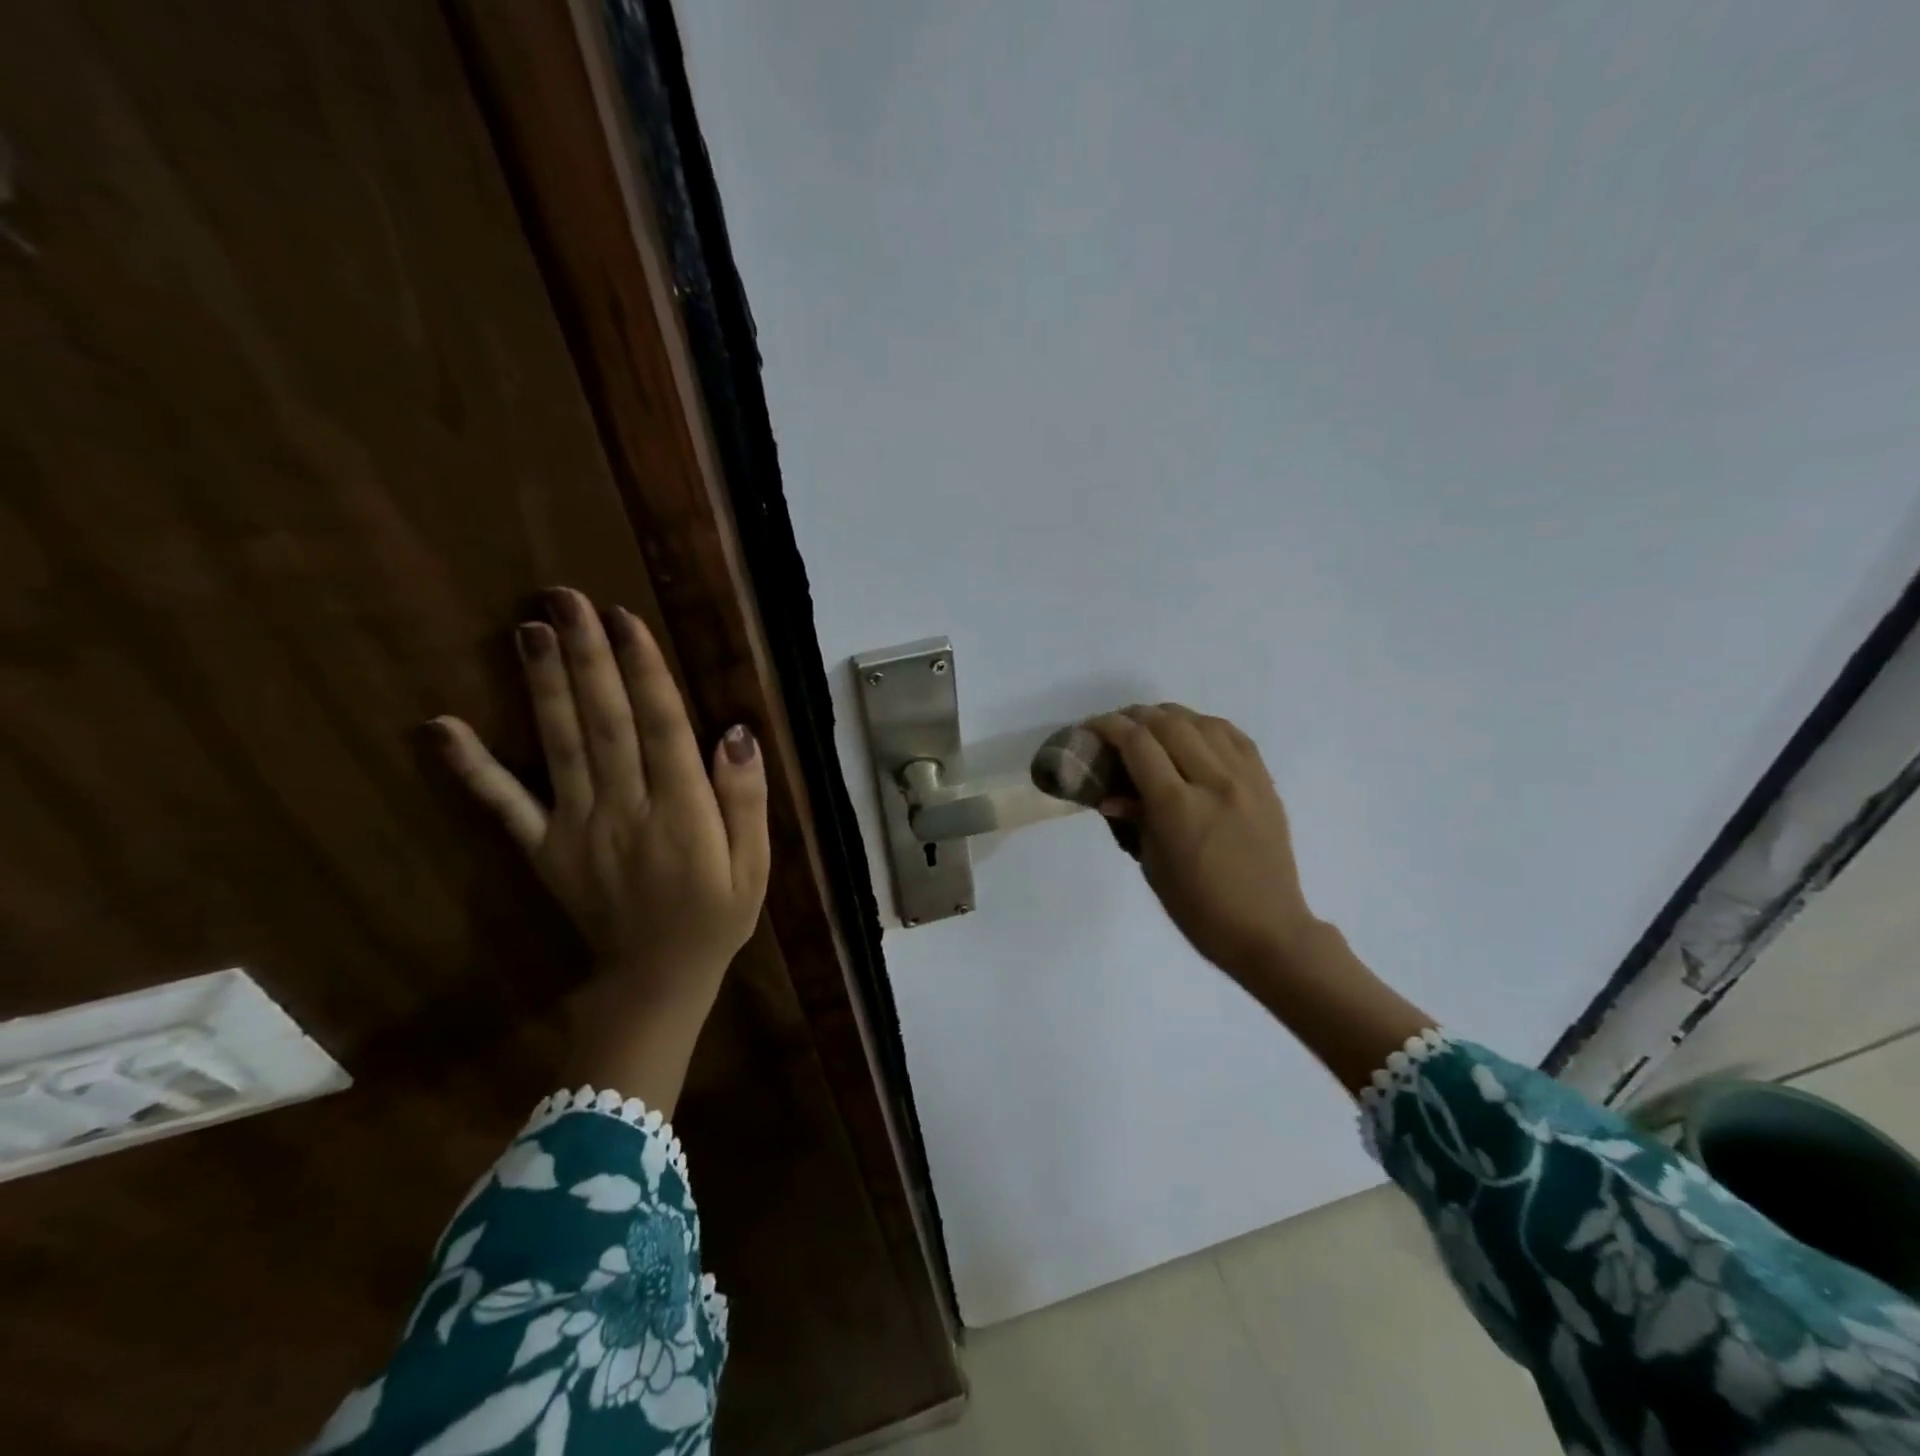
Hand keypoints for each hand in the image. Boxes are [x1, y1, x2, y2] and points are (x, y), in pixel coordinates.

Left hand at [428, 587, 769, 1111]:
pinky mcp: (544, 849)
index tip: (625, 618)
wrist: (656, 981)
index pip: (662, 728)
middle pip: (605, 723)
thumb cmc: (716, 917)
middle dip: (587, 658)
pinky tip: (442, 728)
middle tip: (565, 599)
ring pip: (560, 747)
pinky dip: (472, 768)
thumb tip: (736, 733)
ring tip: (528, 631)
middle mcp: (625, 811)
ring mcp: (577, 830)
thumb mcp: (755, 865)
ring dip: (542, 687)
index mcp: (682, 814)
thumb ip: (747, 800)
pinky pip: (505, 806)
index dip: (644, 671)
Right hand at [1087, 703, 1433, 1093]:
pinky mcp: (1265, 782)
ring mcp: (1244, 779)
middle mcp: (1212, 782)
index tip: (1091, 728)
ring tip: (1152, 728)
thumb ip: (1134, 818)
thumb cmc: (1199, 908)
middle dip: (1134, 717)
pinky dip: (1206, 727)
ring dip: (1170, 717)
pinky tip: (1193, 735)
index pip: (1137, 743)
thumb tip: (1111, 793)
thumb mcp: (1153, 865)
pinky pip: (1234, 736)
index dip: (1108, 727)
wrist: (1268, 929)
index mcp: (1177, 807)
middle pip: (1168, 723)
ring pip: (1202, 722)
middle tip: (1117, 728)